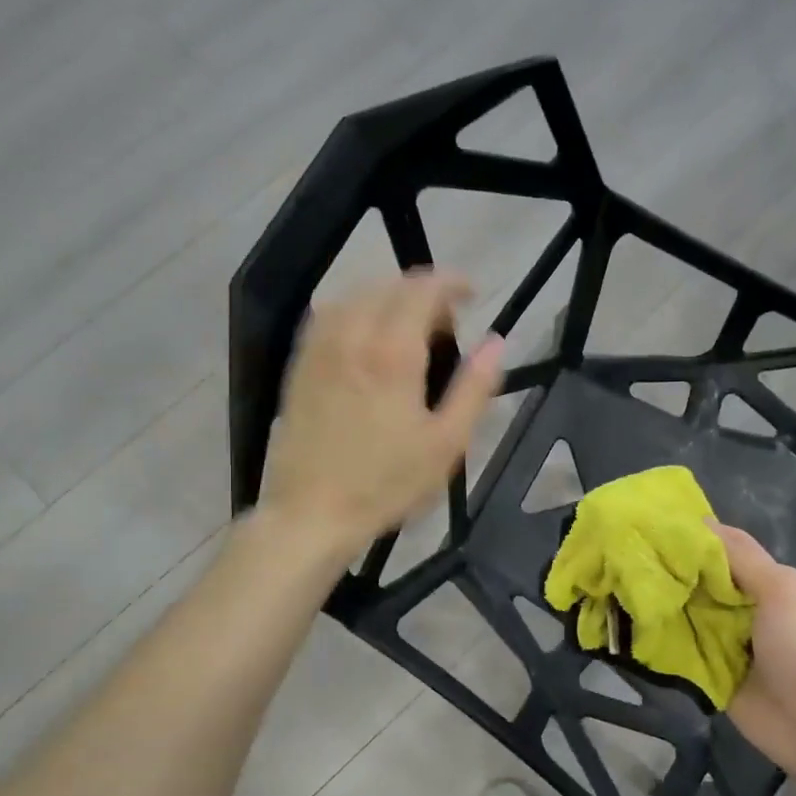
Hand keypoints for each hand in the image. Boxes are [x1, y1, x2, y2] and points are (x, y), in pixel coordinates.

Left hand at [264, 272, 503, 557]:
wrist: (312, 513)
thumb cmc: (387, 483)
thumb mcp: (447, 443)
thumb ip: (475, 387)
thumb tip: (497, 341)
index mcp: (393, 353)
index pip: (422, 290)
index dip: (451, 282)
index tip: (471, 293)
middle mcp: (353, 337)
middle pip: (388, 287)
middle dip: (422, 291)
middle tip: (446, 324)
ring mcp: (319, 350)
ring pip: (355, 296)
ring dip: (387, 297)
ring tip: (407, 325)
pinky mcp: (299, 366)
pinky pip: (328, 316)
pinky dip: (355, 311)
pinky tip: (365, 337)